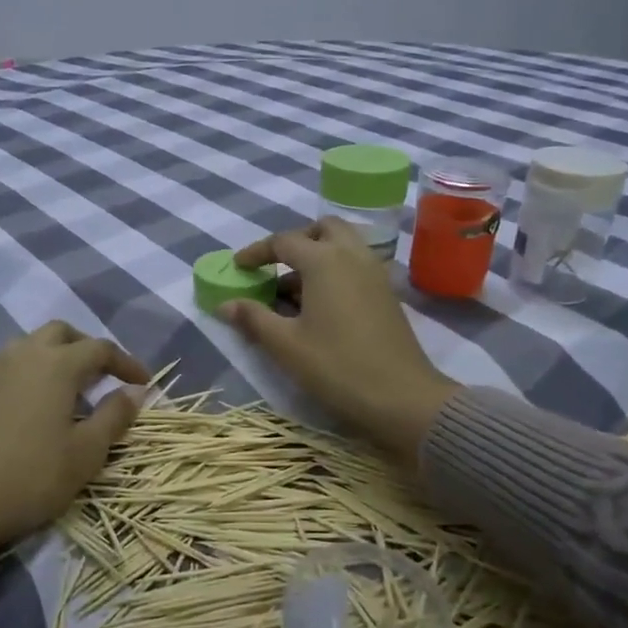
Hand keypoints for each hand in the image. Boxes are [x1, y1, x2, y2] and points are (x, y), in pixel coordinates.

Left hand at [0, 322, 147, 584]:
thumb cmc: (31, 477)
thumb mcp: (86, 453)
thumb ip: (114, 415)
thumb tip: (134, 391)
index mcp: (55, 365)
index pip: (100, 348)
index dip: (126, 363)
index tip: (144, 384)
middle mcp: (23, 355)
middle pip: (62, 333)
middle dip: (88, 347)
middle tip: (105, 375)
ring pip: (31, 345)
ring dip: (57, 356)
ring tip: (72, 388)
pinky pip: (11, 364)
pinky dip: (32, 371)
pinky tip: (37, 403)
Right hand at [225, 219, 457, 462]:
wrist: (402, 397)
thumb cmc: (337, 366)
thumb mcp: (286, 345)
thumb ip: (254, 318)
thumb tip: (225, 304)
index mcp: (324, 260)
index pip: (283, 241)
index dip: (256, 252)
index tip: (238, 267)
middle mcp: (352, 255)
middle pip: (322, 229)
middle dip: (296, 241)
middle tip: (275, 267)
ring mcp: (375, 273)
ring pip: (343, 246)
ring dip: (317, 255)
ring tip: (293, 291)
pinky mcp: (387, 293)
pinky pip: (356, 265)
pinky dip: (335, 271)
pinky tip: (320, 306)